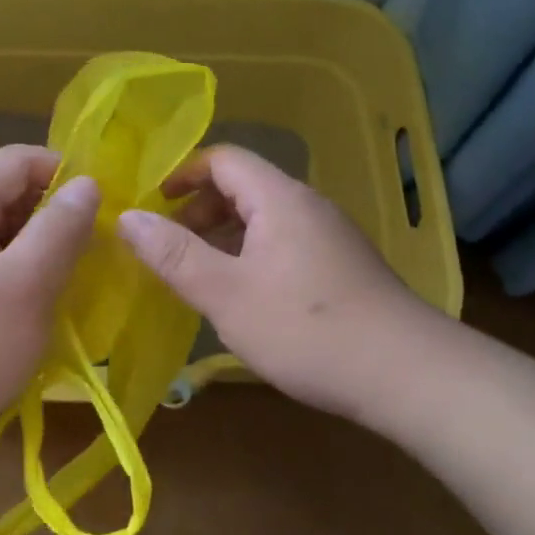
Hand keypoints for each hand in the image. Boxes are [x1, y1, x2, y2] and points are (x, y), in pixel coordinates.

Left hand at [0, 145, 99, 506]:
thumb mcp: (25, 286)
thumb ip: (60, 229)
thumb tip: (87, 184)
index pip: (17, 160)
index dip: (65, 171)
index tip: (107, 205)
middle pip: (7, 197)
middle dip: (56, 216)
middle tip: (101, 250)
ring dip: (40, 253)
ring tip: (79, 282)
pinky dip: (18, 281)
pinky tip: (41, 310)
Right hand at [114, 145, 433, 416]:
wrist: (408, 375)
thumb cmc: (306, 328)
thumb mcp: (225, 293)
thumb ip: (173, 254)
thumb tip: (127, 217)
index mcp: (279, 199)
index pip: (224, 159)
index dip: (183, 174)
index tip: (152, 204)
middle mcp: (307, 206)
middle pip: (244, 186)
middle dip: (200, 210)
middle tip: (168, 248)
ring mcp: (330, 236)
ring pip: (264, 219)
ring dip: (224, 237)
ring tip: (198, 275)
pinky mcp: (342, 266)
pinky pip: (284, 243)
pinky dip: (251, 256)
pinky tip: (244, 297)